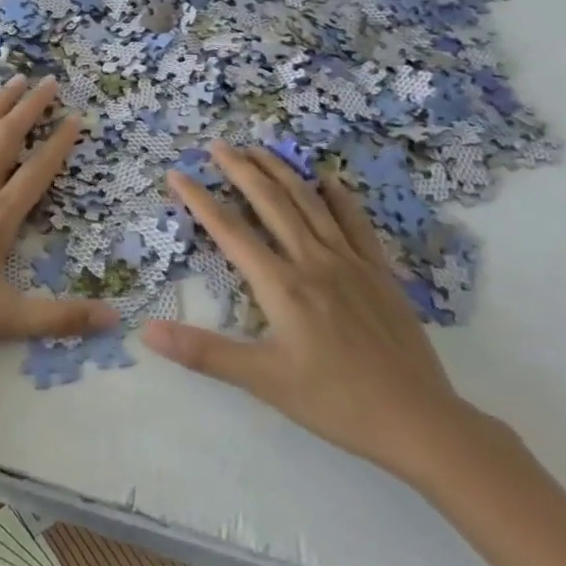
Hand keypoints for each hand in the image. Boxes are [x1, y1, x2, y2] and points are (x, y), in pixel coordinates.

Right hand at [142, 141, 469, 482]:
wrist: (418, 420)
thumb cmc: (335, 402)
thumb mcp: (263, 381)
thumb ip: (203, 352)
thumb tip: (147, 331)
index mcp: (282, 285)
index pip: (230, 231)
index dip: (199, 199)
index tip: (176, 174)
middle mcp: (313, 261)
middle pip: (271, 202)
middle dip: (241, 170)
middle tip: (218, 145)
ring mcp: (350, 263)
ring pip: (310, 203)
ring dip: (282, 171)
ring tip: (259, 149)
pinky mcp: (379, 273)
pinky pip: (356, 223)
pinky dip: (339, 197)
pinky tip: (328, 179)